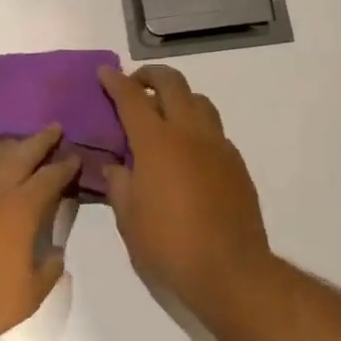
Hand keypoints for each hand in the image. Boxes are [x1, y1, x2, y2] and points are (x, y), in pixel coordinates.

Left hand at [0, 127, 79, 340]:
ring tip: (17, 144)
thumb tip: (54, 252)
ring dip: (7, 147)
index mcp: (22, 206)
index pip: (51, 176)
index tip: (75, 157)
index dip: (66, 165)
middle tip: (53, 128)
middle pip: (21, 153)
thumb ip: (49, 269)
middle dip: (41, 140)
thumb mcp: (31, 294)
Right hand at [98, 65, 272, 301]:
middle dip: (151, 75)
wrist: (229, 269)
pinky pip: (214, 130)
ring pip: (200, 101)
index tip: (105, 71)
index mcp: (156, 142)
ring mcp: (218, 146)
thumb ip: (119, 185)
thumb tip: (116, 168)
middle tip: (135, 83)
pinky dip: (197, 126)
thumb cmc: (168, 245)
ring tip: (164, 112)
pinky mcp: (236, 163)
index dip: (115, 81)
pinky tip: (188, 150)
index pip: (132, 98)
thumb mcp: (128, 218)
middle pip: (173, 84)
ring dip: (179, 96)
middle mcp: (189, 133)